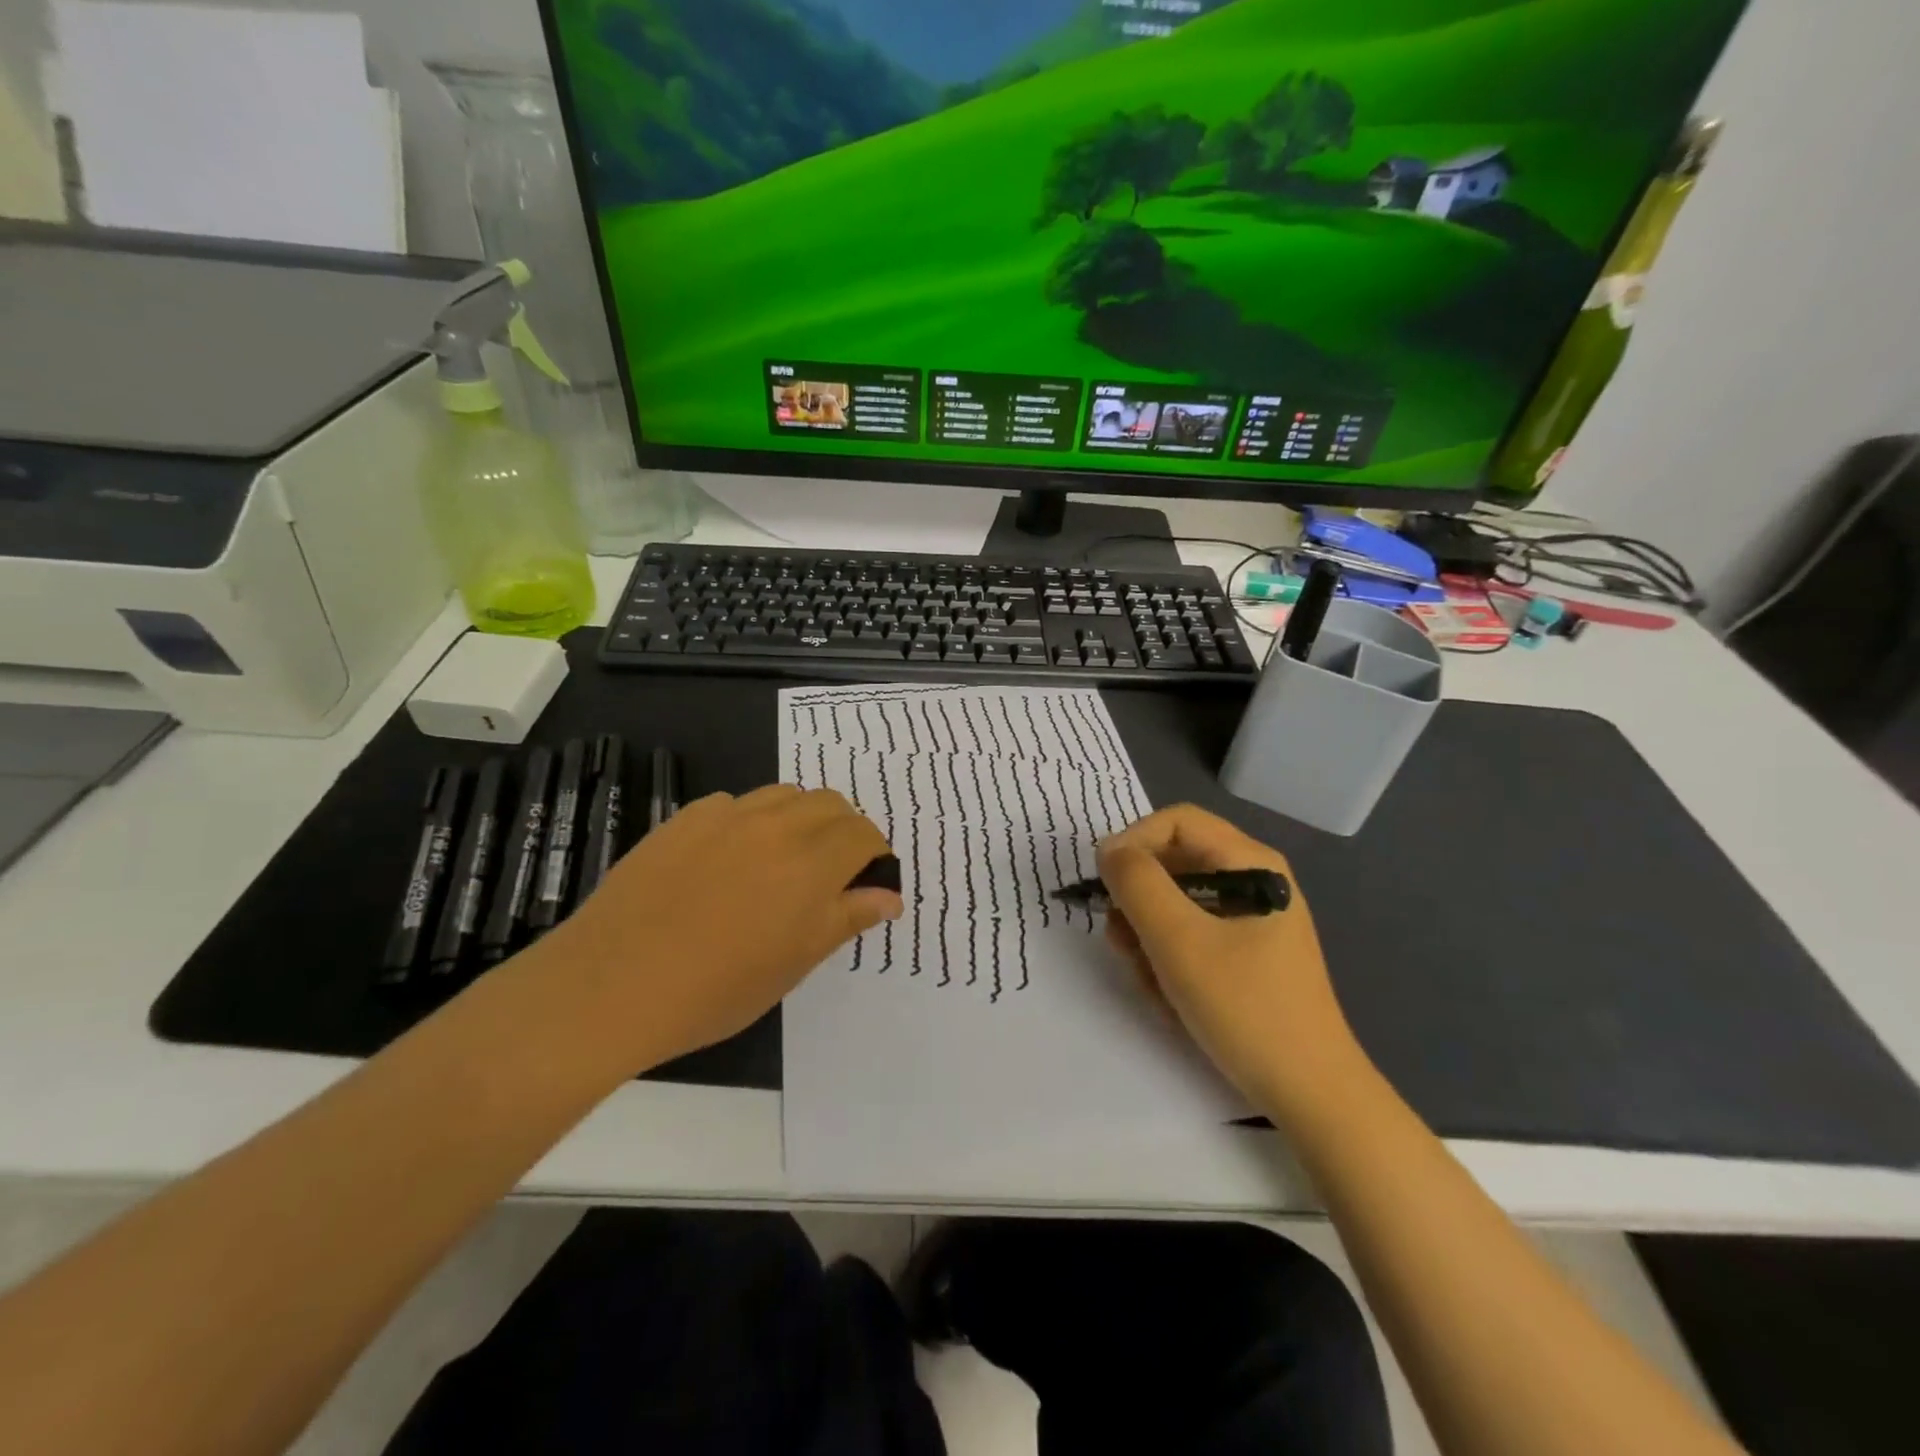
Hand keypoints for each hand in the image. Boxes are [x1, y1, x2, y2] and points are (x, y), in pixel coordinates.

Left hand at [532, 785, 900, 1070]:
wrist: (612, 984)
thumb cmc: (716, 988)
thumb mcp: (794, 963)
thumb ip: (847, 918)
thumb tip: (890, 897)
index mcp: (811, 864)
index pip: (863, 834)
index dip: (875, 854)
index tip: (869, 881)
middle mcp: (775, 826)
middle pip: (829, 803)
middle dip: (844, 830)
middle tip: (832, 872)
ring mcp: (726, 816)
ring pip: (784, 794)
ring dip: (801, 818)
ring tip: (785, 859)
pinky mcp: (684, 818)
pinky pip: (734, 804)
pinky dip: (751, 821)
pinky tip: (730, 859)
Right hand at [1097, 804, 1368, 1118]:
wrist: (1309, 1094)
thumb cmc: (1244, 1007)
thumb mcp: (1179, 941)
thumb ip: (1137, 884)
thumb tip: (1109, 851)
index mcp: (1251, 863)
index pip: (1176, 822)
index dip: (1133, 842)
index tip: (1104, 885)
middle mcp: (1252, 881)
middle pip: (1173, 864)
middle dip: (1138, 903)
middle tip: (1122, 944)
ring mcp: (1249, 920)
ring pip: (1174, 904)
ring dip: (1148, 939)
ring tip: (1150, 982)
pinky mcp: (1244, 954)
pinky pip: (1189, 937)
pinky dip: (1169, 962)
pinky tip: (1170, 999)